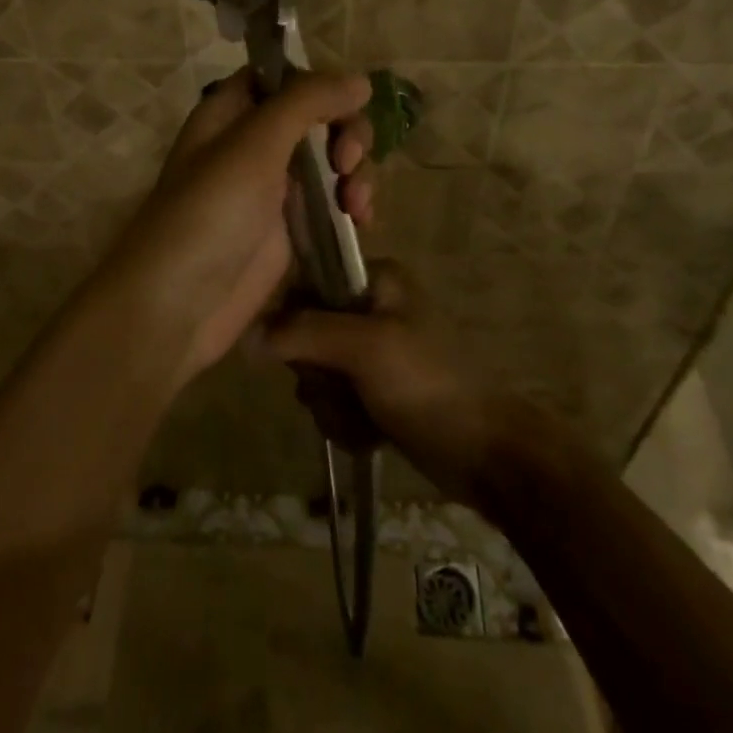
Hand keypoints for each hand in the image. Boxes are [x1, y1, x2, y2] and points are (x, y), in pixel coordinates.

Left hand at [98, 70, 375, 387]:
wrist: (179, 305)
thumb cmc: (210, 212)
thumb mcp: (255, 144)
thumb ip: (307, 102)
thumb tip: (360, 80)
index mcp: (231, 112)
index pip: (282, 75)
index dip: (318, 82)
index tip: (348, 100)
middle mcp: (253, 143)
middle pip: (316, 116)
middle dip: (345, 131)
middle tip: (347, 161)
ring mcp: (273, 188)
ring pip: (330, 158)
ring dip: (355, 171)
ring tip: (356, 203)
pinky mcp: (291, 228)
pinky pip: (332, 200)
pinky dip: (352, 203)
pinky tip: (361, 220)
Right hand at [264, 263, 512, 503]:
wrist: (485, 453)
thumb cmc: (427, 383)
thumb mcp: (363, 348)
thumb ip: (303, 333)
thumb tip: (246, 336)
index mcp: (375, 279)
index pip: (306, 285)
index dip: (296, 323)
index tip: (310, 354)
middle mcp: (372, 308)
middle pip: (306, 336)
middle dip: (318, 375)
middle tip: (344, 389)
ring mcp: (375, 352)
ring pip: (318, 374)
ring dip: (332, 404)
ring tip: (364, 418)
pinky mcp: (378, 391)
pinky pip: (335, 401)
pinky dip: (346, 422)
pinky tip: (370, 434)